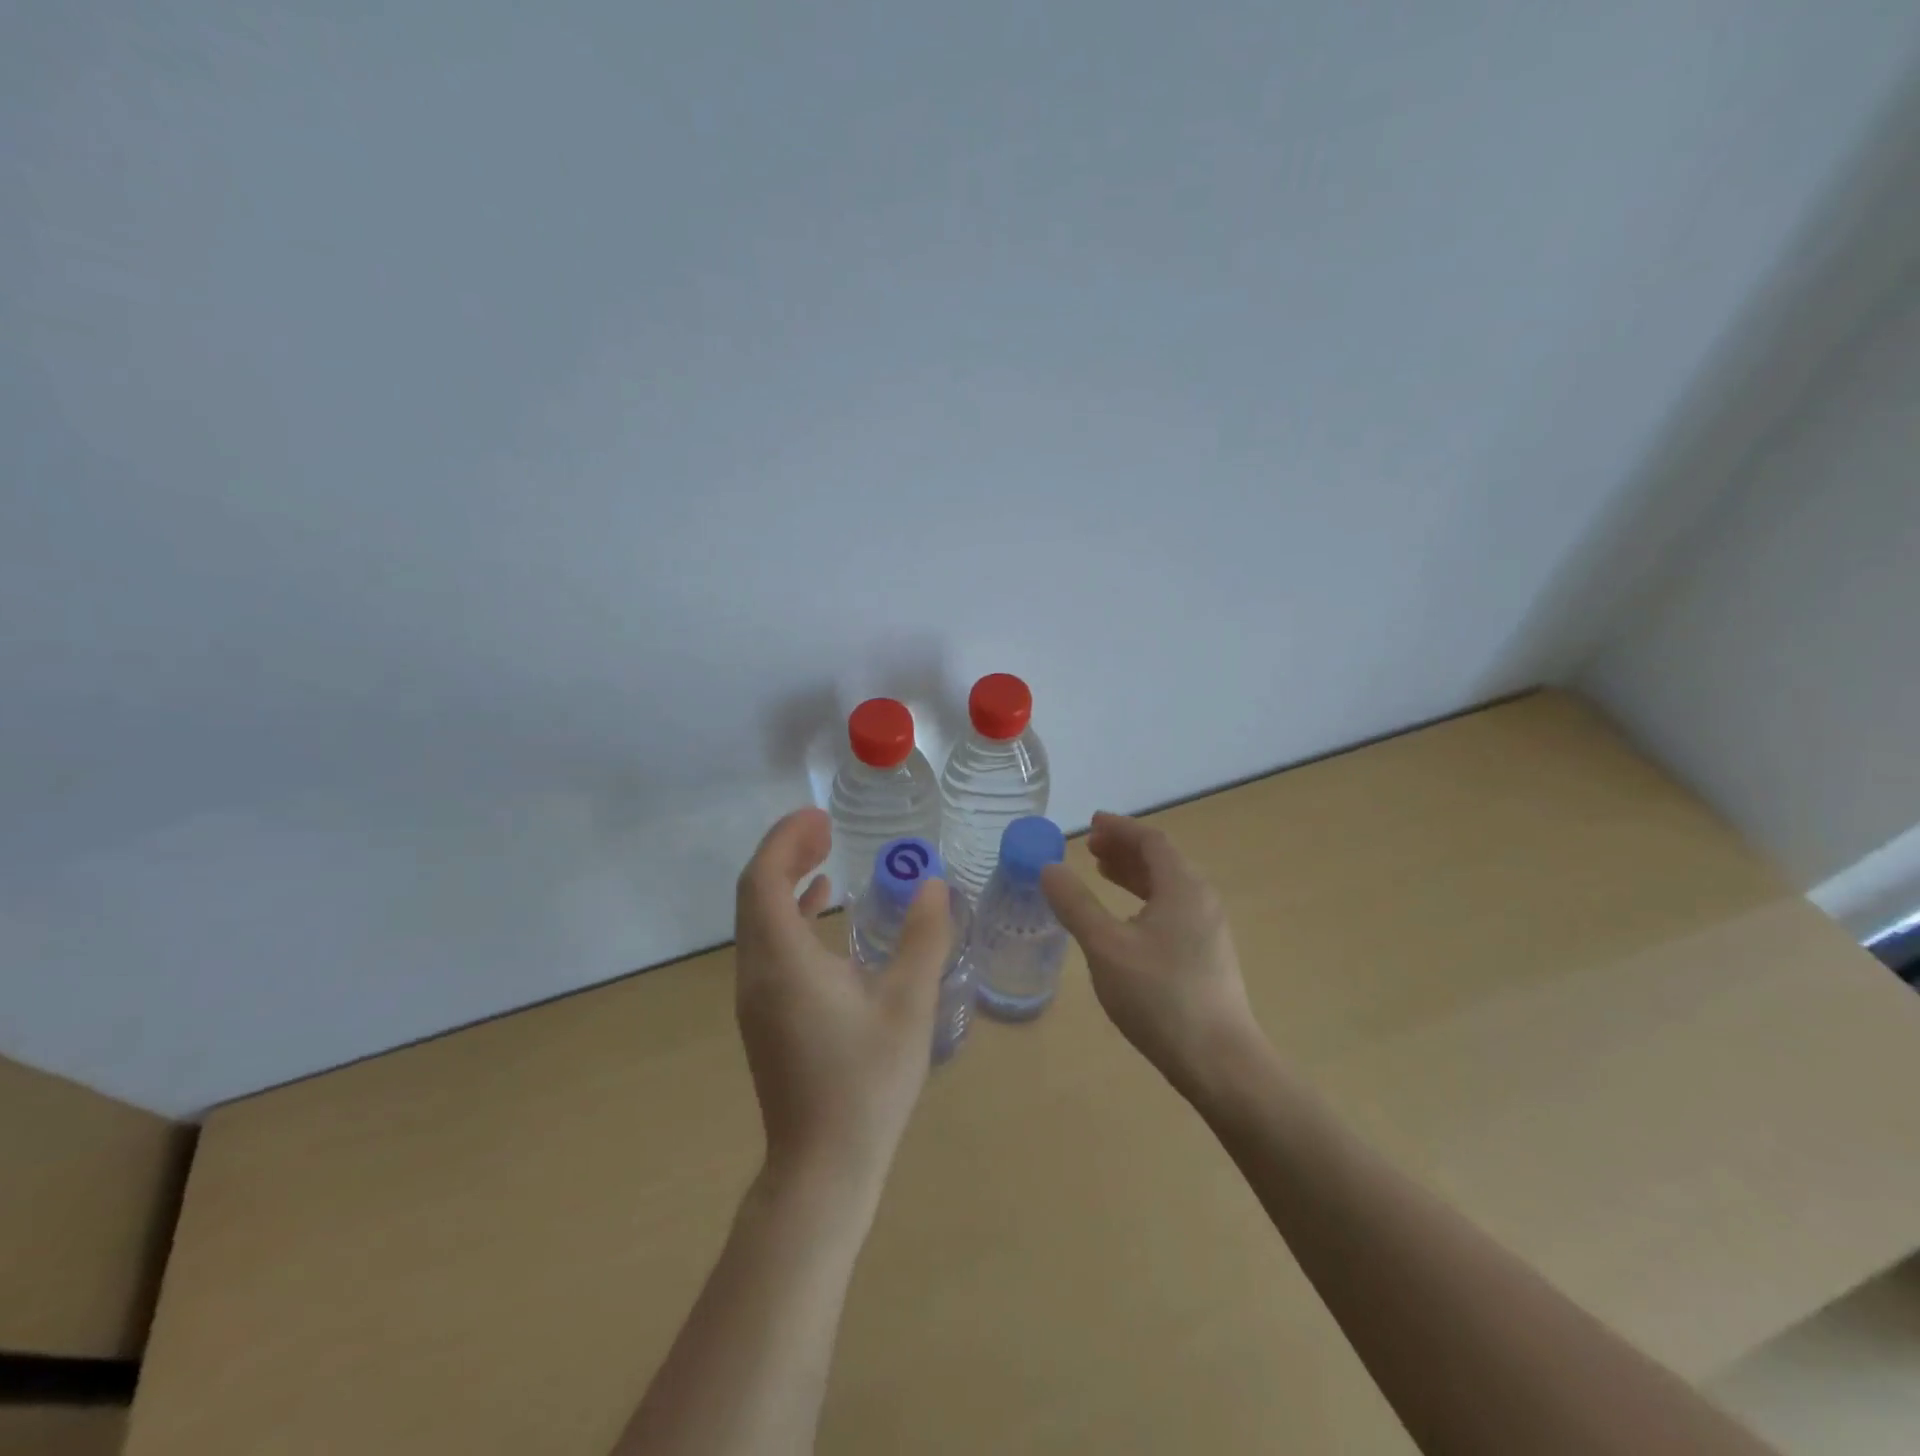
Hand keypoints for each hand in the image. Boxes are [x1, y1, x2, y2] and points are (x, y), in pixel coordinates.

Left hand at [734, 808, 952, 1199]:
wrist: (823, 1168)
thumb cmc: (867, 1083)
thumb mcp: (908, 1006)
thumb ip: (923, 939)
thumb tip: (933, 884)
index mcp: (783, 963)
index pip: (763, 880)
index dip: (785, 840)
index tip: (820, 817)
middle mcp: (756, 973)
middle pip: (753, 893)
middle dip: (785, 852)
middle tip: (825, 827)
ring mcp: (755, 996)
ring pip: (757, 919)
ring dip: (784, 880)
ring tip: (825, 855)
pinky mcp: (765, 1015)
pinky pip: (766, 944)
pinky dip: (788, 914)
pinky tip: (820, 908)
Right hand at [1041, 812, 1257, 1096]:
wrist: (1219, 1062)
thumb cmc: (1159, 996)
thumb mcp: (1106, 947)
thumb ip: (1076, 904)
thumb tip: (1049, 867)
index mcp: (1183, 887)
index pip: (1151, 841)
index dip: (1119, 828)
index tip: (1091, 824)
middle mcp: (1201, 900)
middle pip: (1162, 860)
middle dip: (1124, 850)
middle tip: (1090, 849)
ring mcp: (1208, 930)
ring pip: (1167, 887)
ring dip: (1134, 875)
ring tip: (1101, 876)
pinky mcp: (1207, 956)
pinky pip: (1172, 910)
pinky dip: (1145, 901)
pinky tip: (1125, 922)